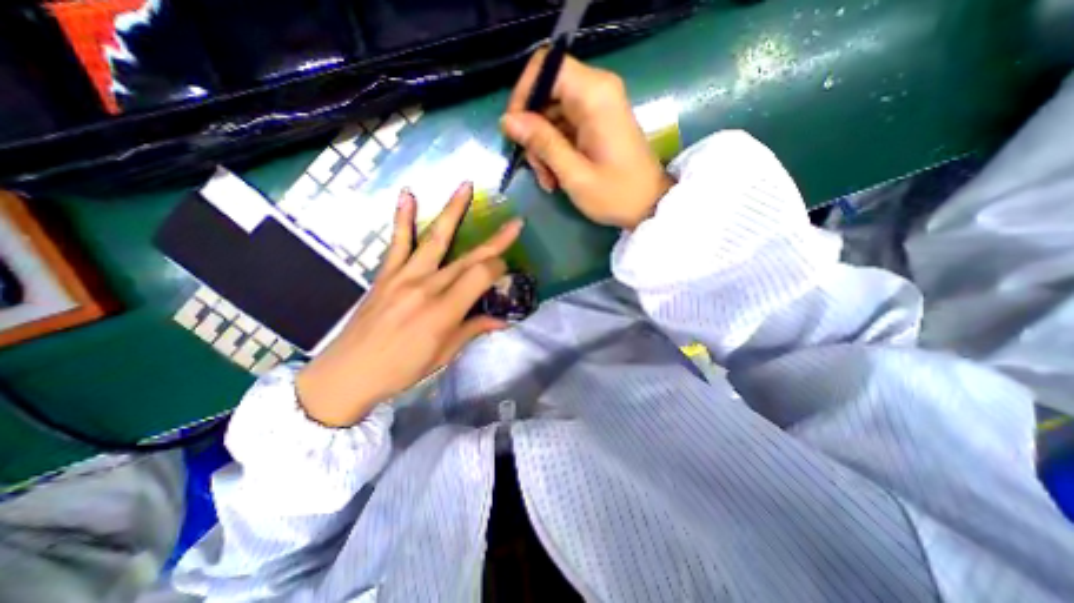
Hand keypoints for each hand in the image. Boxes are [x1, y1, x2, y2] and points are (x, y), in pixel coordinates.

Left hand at [297, 182, 524, 425]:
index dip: (499, 270)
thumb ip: (473, 330)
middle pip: (469, 258)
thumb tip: (502, 320)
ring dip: (453, 211)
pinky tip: (408, 195)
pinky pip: (397, 242)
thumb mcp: (444, 354)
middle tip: (515, 223)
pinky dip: (403, 218)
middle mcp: (427, 286)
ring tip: (465, 186)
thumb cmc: (402, 369)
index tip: (506, 274)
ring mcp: (404, 276)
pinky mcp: (386, 274)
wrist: (349, 372)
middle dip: (496, 241)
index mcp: (444, 310)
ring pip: (436, 238)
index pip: (482, 275)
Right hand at [503, 49, 668, 231]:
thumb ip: (543, 143)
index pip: (546, 66)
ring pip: (551, 114)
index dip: (524, 94)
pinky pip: (562, 127)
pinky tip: (556, 178)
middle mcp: (596, 91)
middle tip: (536, 169)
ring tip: (548, 181)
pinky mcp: (596, 123)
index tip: (515, 131)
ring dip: (543, 148)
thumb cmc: (616, 194)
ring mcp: (596, 108)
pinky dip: (554, 151)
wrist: (650, 205)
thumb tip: (508, 120)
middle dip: (533, 132)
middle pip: (546, 94)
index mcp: (595, 95)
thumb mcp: (574, 174)